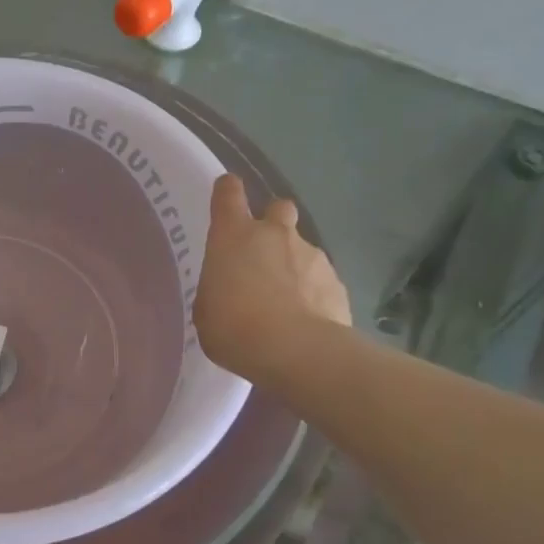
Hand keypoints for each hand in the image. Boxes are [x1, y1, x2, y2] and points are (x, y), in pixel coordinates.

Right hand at [193, 175, 350, 384]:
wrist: (297, 352)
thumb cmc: (234, 328)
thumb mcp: (206, 310)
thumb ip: (217, 289)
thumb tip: (229, 289)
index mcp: (234, 236)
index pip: (228, 193)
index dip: (227, 191)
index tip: (226, 196)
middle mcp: (274, 235)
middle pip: (278, 208)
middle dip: (272, 222)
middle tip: (263, 253)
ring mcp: (312, 256)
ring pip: (302, 248)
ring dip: (294, 265)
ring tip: (286, 301)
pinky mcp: (337, 282)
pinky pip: (321, 280)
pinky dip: (313, 293)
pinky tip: (306, 319)